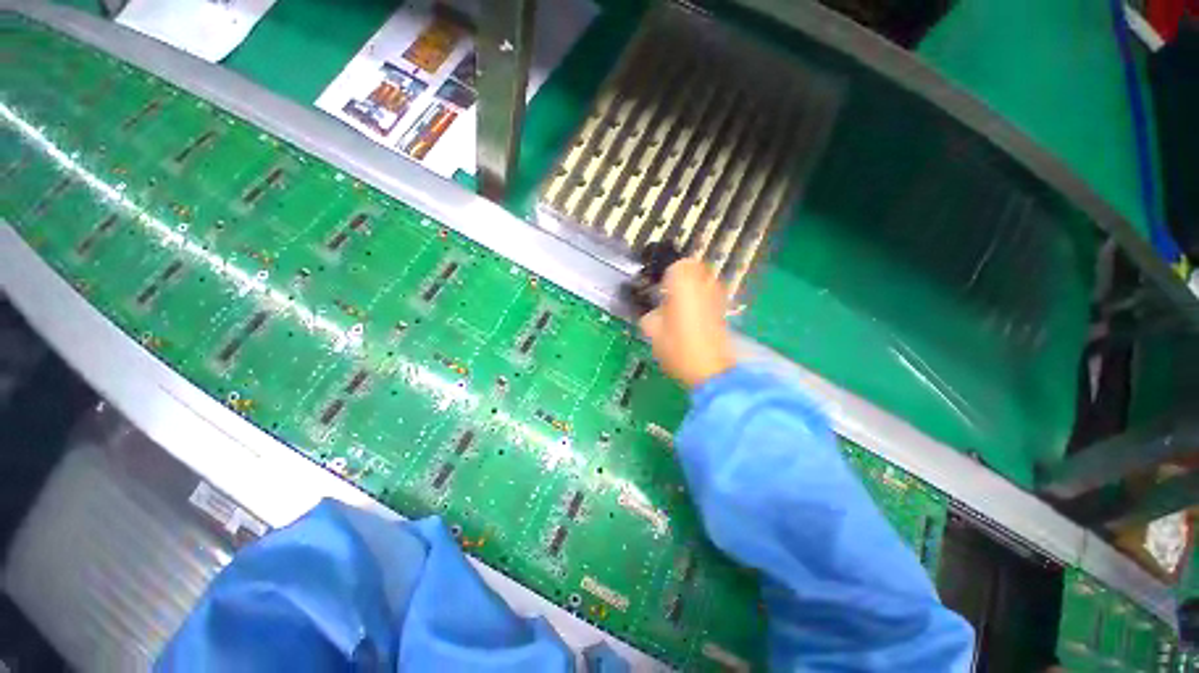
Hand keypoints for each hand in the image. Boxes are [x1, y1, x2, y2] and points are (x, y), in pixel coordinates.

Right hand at [639, 258, 735, 388]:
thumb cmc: (678, 347)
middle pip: (694, 270)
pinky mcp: (725, 311)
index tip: (660, 291)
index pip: (676, 265)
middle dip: (682, 280)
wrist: (712, 371)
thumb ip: (649, 316)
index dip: (667, 277)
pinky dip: (702, 302)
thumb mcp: (652, 331)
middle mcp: (704, 283)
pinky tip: (693, 320)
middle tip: (669, 298)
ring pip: (704, 282)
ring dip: (693, 290)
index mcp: (683, 283)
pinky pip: (711, 297)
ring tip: (681, 310)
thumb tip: (653, 313)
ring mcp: (718, 296)